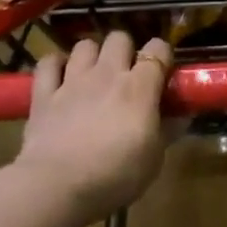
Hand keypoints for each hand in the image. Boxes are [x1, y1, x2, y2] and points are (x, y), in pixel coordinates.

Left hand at [16, 31, 170, 221]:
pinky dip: (54, 65)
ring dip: (91, 56)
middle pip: (119, 38)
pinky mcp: (44, 95)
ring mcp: (72, 81)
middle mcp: (107, 73)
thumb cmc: (114, 176)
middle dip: (125, 51)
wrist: (56, 188)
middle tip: (126, 76)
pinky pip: (47, 63)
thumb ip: (168, 130)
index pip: (158, 48)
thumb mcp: (153, 159)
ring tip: (93, 76)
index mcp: (139, 86)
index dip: (162, 56)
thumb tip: (183, 115)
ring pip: (84, 45)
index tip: (162, 74)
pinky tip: (60, 78)